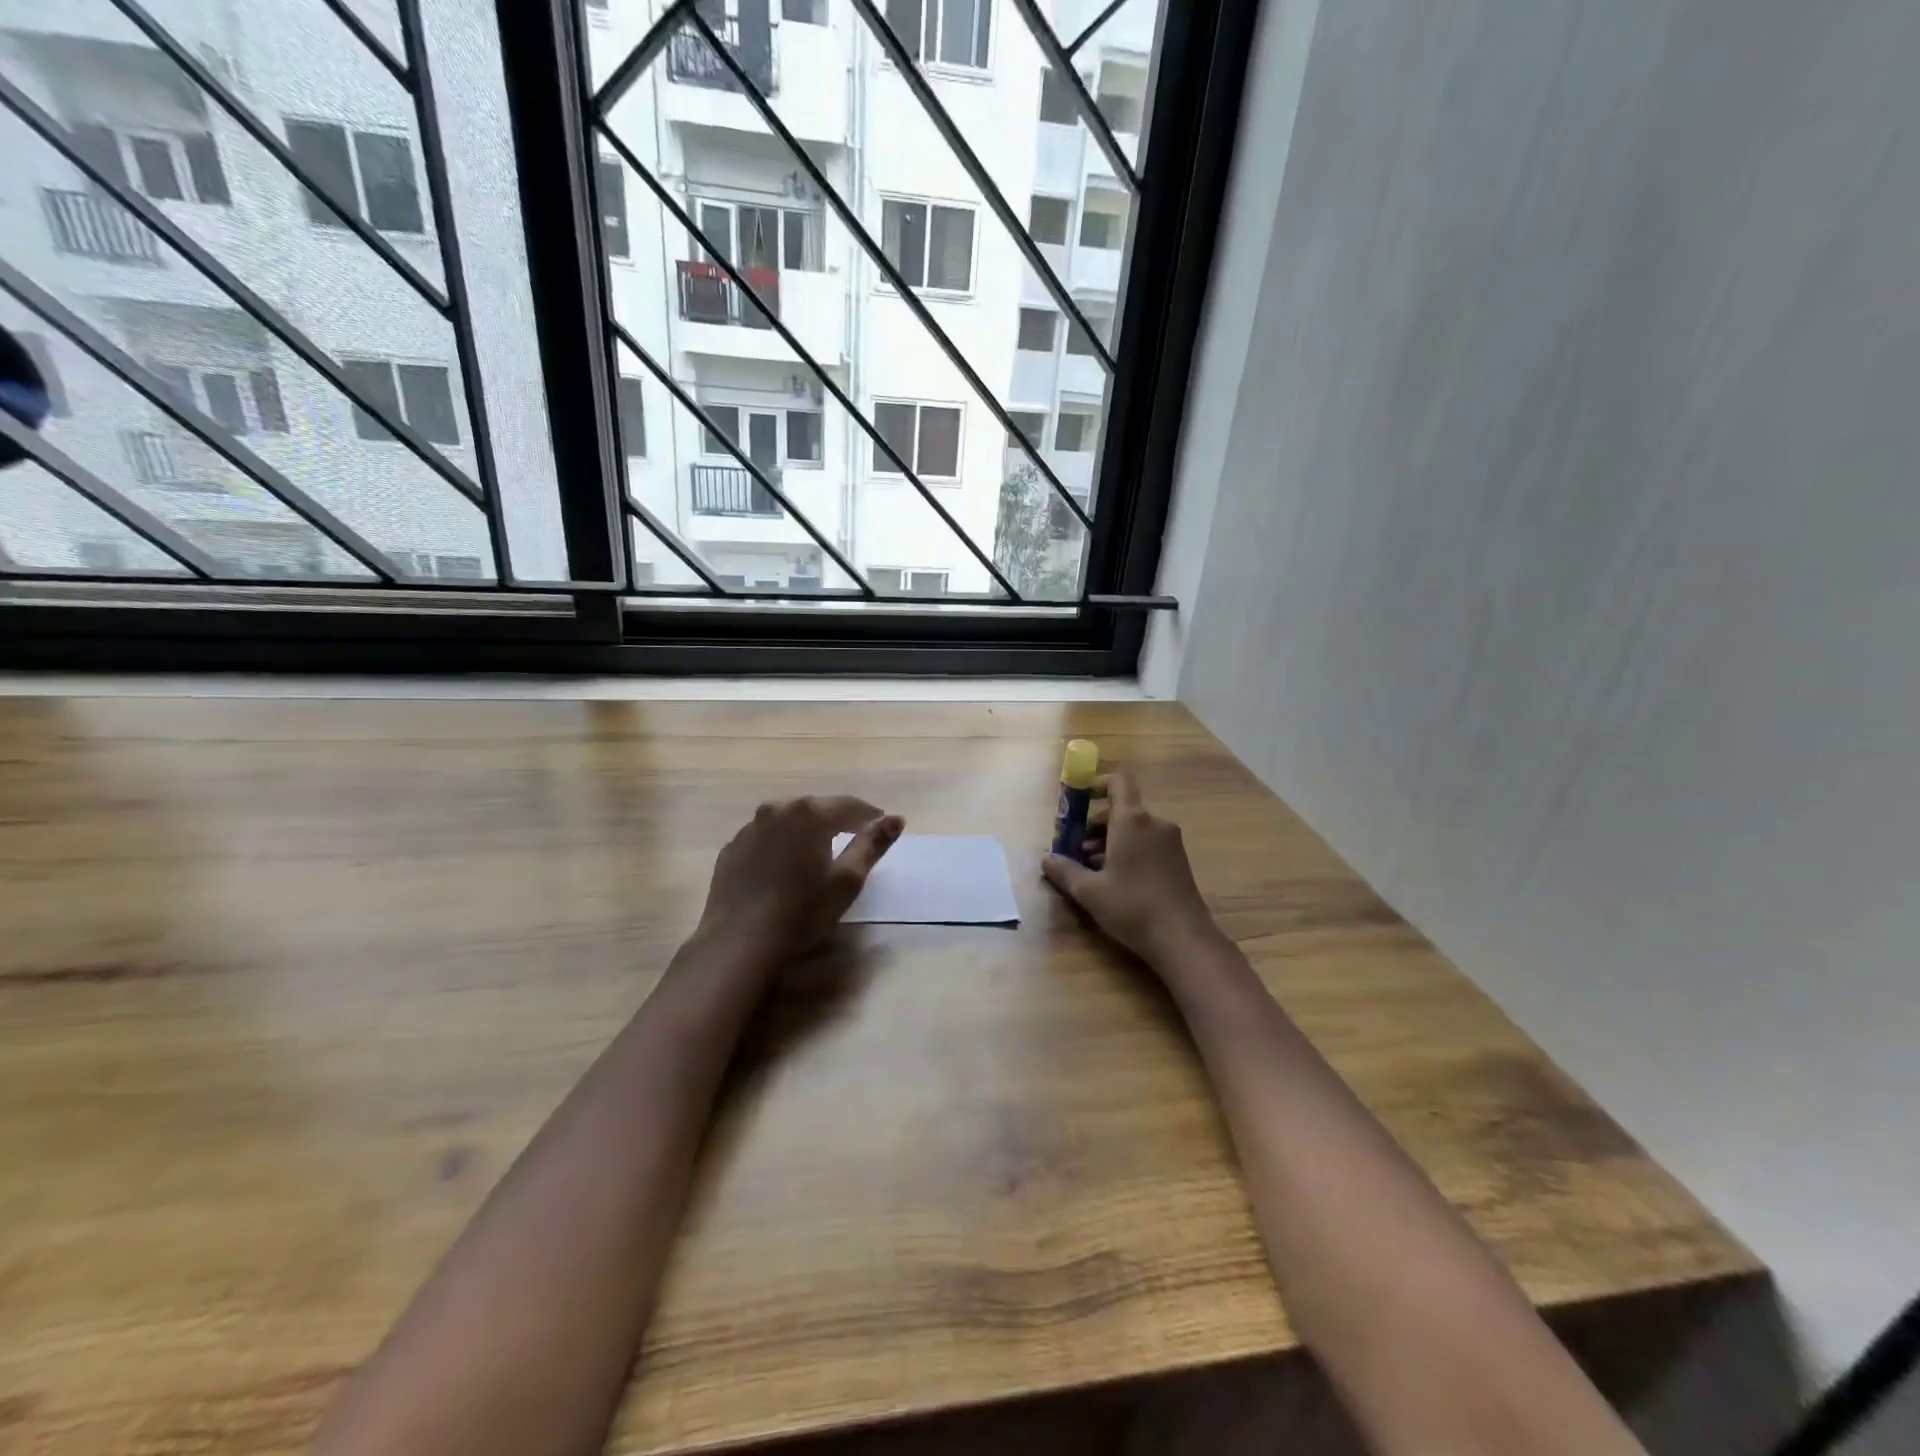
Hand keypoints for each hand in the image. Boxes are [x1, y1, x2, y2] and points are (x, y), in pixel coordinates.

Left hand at [693, 795, 903, 973]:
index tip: (882, 828)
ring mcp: (749, 828)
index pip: (850, 805)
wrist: (739, 943)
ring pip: (788, 822)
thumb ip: (872, 845)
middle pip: (817, 809)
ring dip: (807, 832)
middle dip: (837, 821)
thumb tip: (896, 819)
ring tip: (818, 855)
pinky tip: (784, 869)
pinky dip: (781, 845)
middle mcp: (777, 809)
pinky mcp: (731, 848)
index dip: (869, 816)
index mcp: (809, 813)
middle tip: (853, 841)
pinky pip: (765, 838)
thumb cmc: (802, 912)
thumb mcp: (847, 881)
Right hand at [1042, 771, 1217, 967]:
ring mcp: (1170, 841)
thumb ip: (1065, 871)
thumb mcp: (1090, 892)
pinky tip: (1115, 880)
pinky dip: (1128, 851)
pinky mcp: (1178, 860)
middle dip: (1094, 824)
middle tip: (1074, 848)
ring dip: (1109, 840)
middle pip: (1121, 808)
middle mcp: (1154, 823)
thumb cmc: (1133, 907)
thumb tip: (1046, 859)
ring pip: (1134, 828)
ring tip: (1090, 869)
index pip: (1118, 782)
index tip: (1077, 801)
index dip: (1097, 783)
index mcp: (1132, 820)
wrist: (1184, 939)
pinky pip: (1147, 842)